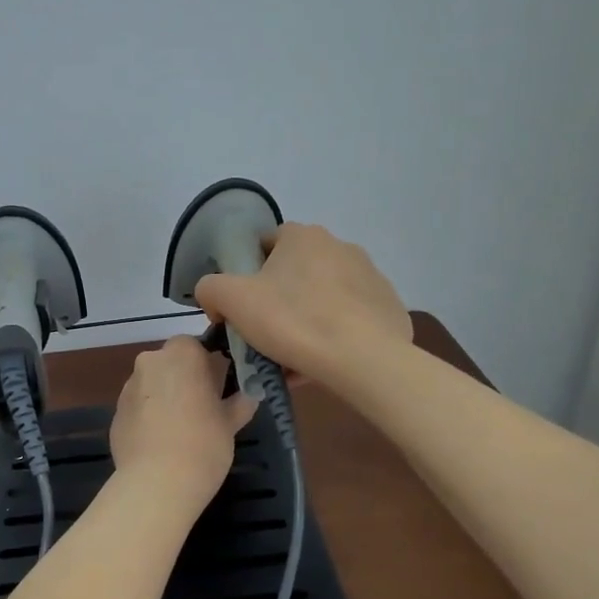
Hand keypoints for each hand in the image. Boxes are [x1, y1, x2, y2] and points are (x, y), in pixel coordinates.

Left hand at [110, 336, 256, 504]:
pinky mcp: (115, 413)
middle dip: (184, 380)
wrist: (157, 483)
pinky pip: (138, 408)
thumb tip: (249, 394)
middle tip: (203, 409)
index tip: (218, 389)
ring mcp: (128, 387)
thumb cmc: (204, 443)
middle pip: (171, 364)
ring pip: (152, 385)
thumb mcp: (231, 422)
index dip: (207, 366)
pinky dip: (149, 418)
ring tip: (181, 431)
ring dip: (165, 398)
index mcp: (182, 354)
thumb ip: (240, 401)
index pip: (196, 346)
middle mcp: (150, 361)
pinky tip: (161, 443)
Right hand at [195, 223, 411, 389]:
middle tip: (264, 336)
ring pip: (322, 298)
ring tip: (292, 358)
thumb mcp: (232, 300)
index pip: (265, 244)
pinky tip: (322, 363)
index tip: (240, 307)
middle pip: (294, 273)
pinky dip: (334, 335)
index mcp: (303, 236)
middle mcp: (340, 246)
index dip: (246, 273)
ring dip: (305, 320)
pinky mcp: (388, 307)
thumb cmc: (293, 321)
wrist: (365, 359)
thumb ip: (210, 288)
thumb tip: (214, 296)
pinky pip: (349, 319)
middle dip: (277, 301)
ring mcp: (370, 276)